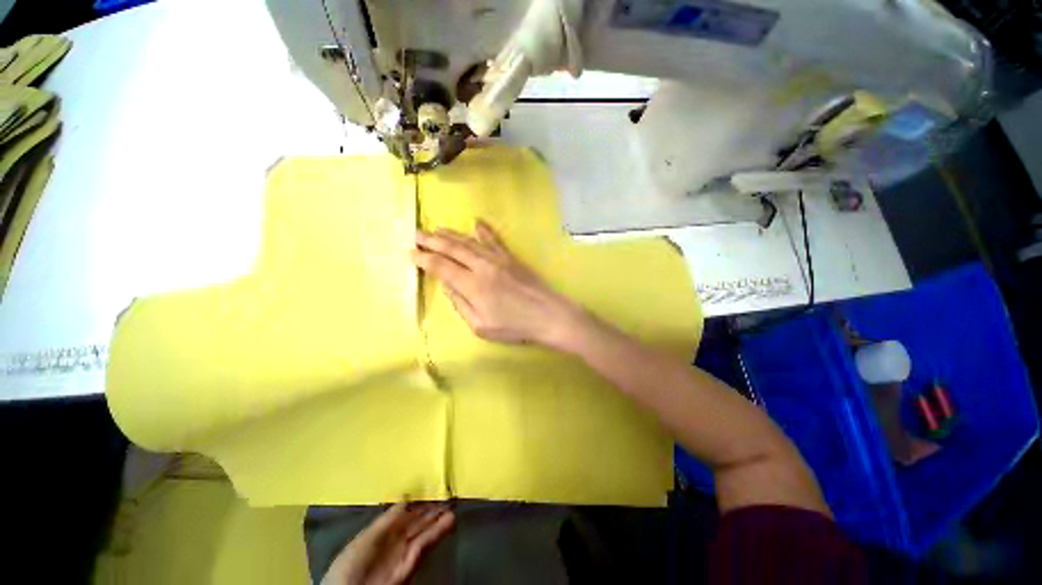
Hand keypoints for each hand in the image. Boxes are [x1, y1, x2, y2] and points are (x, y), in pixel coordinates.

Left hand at [321, 503, 453, 584]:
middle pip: (418, 520)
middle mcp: (396, 539)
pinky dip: (438, 533)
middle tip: (449, 495)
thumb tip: (406, 498)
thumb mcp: (366, 537)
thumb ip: (387, 519)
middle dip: (432, 508)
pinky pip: (426, 545)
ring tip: (453, 507)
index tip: (433, 487)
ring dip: (439, 520)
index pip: (406, 511)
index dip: (419, 500)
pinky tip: (449, 522)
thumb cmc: (351, 562)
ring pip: (425, 531)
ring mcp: (405, 551)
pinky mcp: (411, 564)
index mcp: (383, 530)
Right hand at [411, 220, 585, 349]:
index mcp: (472, 286)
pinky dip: (484, 230)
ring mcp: (498, 259)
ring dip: (451, 234)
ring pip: (469, 242)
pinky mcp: (511, 257)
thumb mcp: (480, 326)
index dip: (424, 259)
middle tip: (416, 234)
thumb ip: (461, 304)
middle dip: (432, 241)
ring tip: (436, 228)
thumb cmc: (514, 326)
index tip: (411, 253)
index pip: (441, 267)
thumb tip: (448, 286)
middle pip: (452, 249)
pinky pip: (494, 240)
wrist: (547, 314)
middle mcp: (482, 267)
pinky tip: (476, 222)